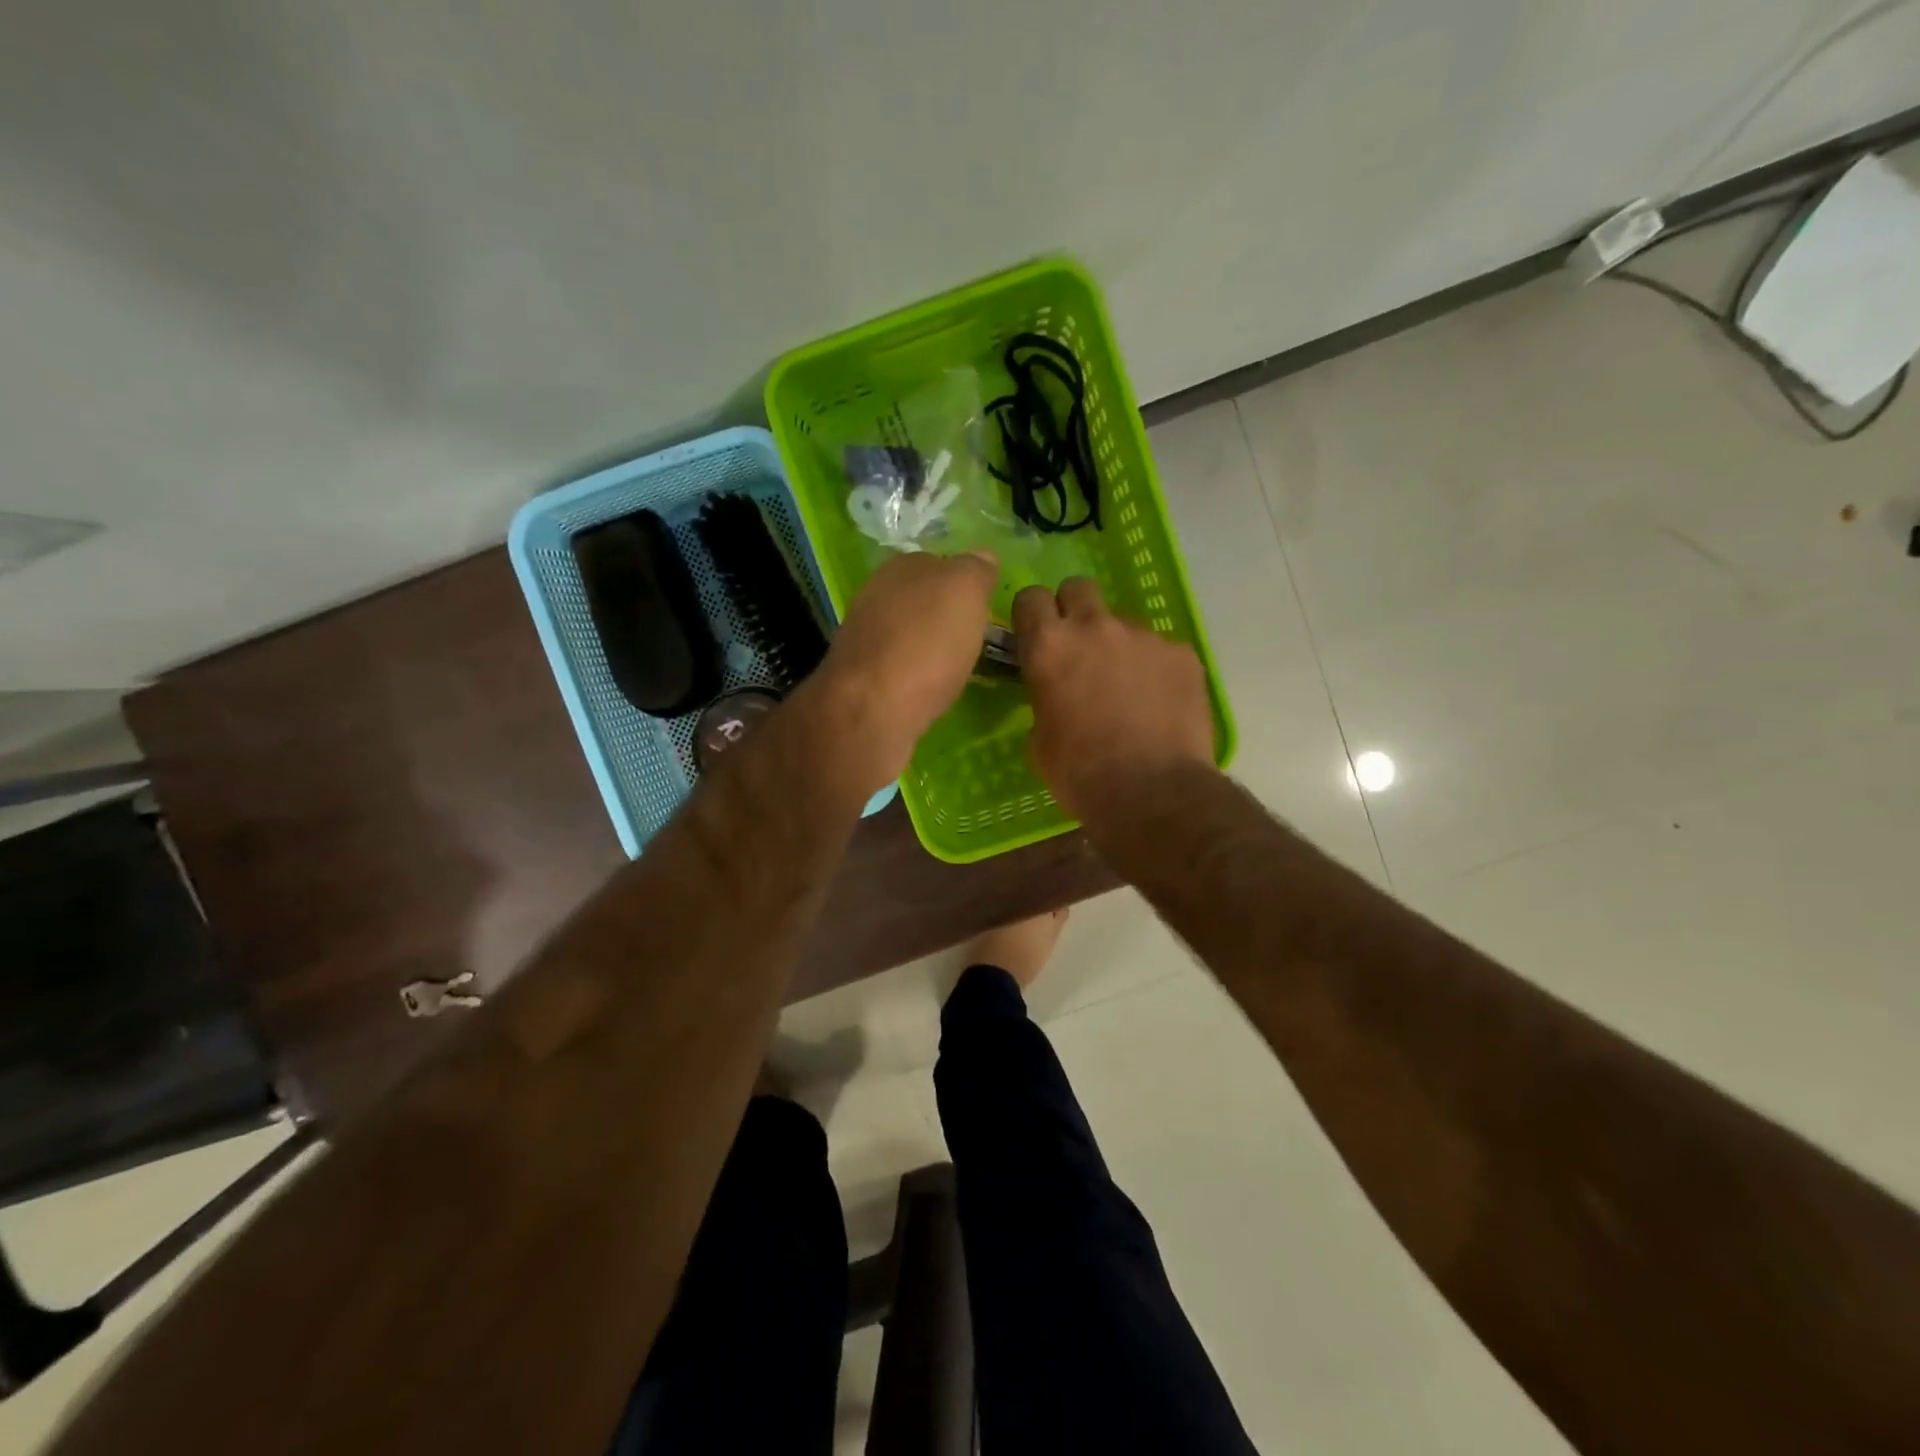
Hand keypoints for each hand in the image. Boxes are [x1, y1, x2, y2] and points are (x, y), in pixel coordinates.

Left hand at [805, 551, 997, 795]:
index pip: (940, 563)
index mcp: (902, 566)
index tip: (985, 609)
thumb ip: (975, 569)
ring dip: (929, 646)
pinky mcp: (859, 675)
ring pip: (908, 632)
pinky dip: (914, 673)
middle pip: (922, 599)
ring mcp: (863, 635)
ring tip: (955, 667)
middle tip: (974, 639)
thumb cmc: (926, 644)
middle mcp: (876, 593)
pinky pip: (897, 665)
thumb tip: (983, 557)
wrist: (872, 708)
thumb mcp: (965, 591)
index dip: (965, 584)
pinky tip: (928, 689)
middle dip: (945, 616)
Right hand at [1014, 577, 1215, 826]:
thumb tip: (1057, 695)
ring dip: (1118, 644)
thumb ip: (1045, 699)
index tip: (1036, 634)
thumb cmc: (1081, 774)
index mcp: (1049, 646)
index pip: (1030, 597)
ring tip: (1128, 688)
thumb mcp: (1040, 740)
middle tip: (1080, 648)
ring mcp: (1144, 636)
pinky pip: (1161, 649)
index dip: (1032, 614)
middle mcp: (1095, 627)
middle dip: (1074, 610)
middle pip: (1078, 588)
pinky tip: (1159, 703)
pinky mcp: (1182, 653)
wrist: (1153, 793)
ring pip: (1123, 622)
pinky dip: (1155, 668)